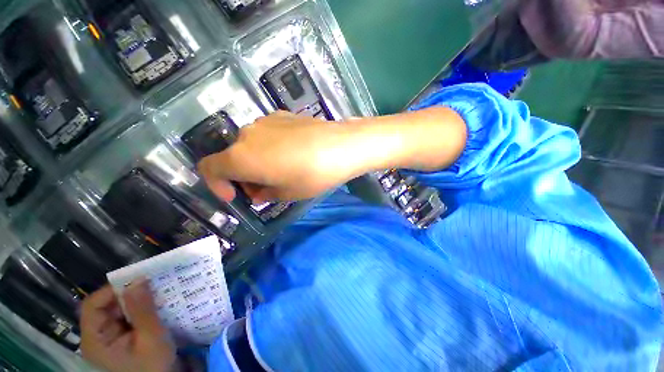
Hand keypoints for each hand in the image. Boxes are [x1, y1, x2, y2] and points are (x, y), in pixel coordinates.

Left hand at [80, 282, 179, 371]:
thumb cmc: (153, 366)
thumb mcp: (151, 337)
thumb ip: (143, 309)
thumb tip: (138, 279)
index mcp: (96, 340)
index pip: (92, 306)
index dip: (111, 290)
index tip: (138, 280)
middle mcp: (98, 336)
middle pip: (106, 306)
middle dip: (129, 294)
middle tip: (153, 284)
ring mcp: (109, 337)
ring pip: (119, 309)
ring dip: (138, 300)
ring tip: (158, 293)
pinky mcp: (121, 337)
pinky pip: (128, 316)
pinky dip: (141, 308)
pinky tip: (156, 305)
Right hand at [198, 108, 465, 202]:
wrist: (342, 146)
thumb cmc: (313, 175)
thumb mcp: (287, 194)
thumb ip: (265, 193)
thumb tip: (258, 192)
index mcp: (241, 156)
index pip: (209, 168)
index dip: (217, 185)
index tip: (236, 196)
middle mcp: (247, 134)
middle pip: (233, 157)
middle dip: (244, 176)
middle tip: (266, 189)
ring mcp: (265, 121)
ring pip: (250, 145)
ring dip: (257, 161)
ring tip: (282, 172)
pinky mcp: (282, 115)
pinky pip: (267, 135)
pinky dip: (270, 148)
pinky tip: (292, 155)